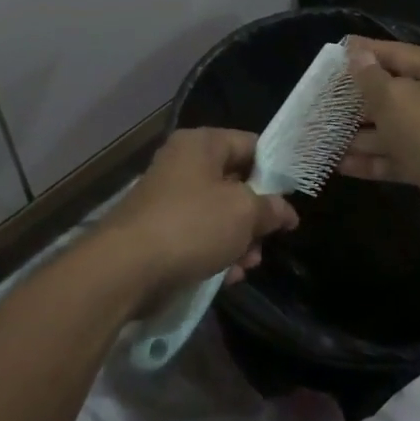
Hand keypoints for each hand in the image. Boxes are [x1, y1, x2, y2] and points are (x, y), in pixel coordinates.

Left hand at [96, 128, 297, 308]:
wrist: (127, 267)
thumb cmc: (192, 225)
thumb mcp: (243, 213)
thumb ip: (270, 208)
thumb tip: (285, 211)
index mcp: (201, 144)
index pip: (249, 144)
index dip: (274, 169)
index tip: (292, 197)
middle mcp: (183, 163)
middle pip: (234, 181)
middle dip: (256, 214)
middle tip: (270, 239)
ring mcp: (169, 197)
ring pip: (218, 213)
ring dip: (239, 239)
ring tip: (248, 265)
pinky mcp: (160, 230)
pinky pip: (198, 235)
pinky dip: (216, 252)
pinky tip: (228, 276)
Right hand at [339, 39, 419, 235]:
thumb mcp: (392, 98)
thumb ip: (370, 76)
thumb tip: (357, 54)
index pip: (402, 53)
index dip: (369, 51)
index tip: (340, 49)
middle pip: (399, 92)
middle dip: (361, 99)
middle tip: (328, 97)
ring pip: (398, 127)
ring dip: (363, 134)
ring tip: (327, 135)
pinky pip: (401, 155)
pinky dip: (375, 158)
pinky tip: (342, 164)